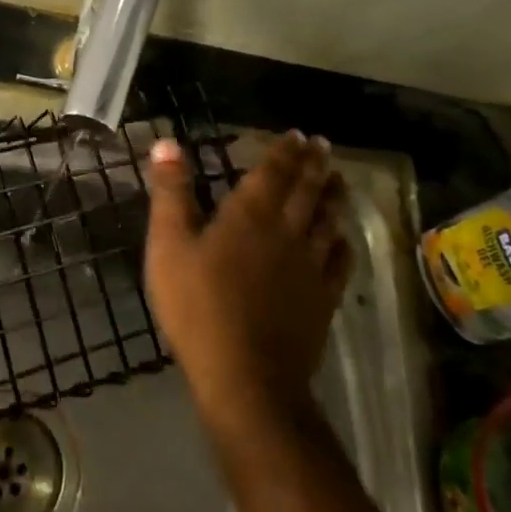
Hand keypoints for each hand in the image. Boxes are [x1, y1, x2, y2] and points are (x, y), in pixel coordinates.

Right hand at [143, 132, 352, 434]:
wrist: (246, 377)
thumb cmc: (198, 306)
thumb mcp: (168, 245)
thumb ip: (171, 192)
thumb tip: (168, 142)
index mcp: (250, 214)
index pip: (274, 172)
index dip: (286, 151)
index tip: (298, 135)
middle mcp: (287, 231)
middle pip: (307, 190)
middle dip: (314, 165)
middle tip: (323, 147)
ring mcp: (310, 266)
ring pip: (327, 220)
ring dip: (333, 195)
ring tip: (338, 179)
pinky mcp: (323, 299)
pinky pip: (339, 261)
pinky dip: (342, 241)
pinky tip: (342, 238)